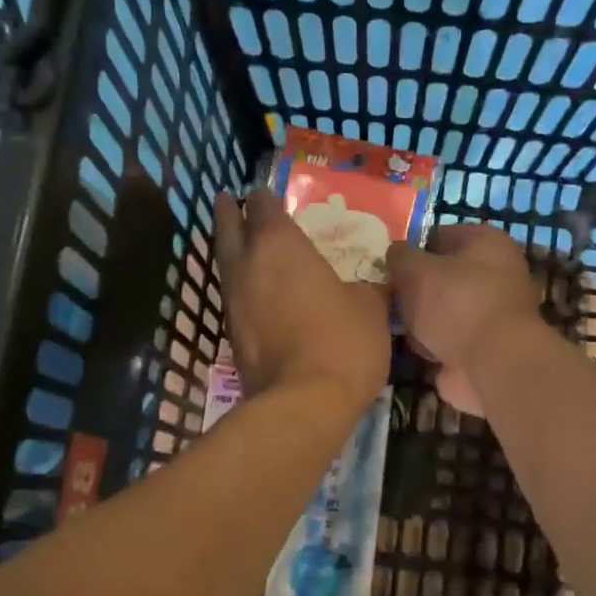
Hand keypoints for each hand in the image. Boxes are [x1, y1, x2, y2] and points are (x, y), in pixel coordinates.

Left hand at [214, 189, 390, 410]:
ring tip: (240, 242)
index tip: (266, 193)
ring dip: (231, 250)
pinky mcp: (232, 335)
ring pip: (226, 263)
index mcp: (280, 245)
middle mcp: (248, 265)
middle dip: (229, 213)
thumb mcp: (369, 307)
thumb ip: (363, 287)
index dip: (265, 197)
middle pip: (228, 228)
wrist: (304, 402)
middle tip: (228, 200)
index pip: (263, 206)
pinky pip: (235, 297)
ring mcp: (234, 302)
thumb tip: (365, 286)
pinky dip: (242, 286)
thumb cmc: (342, 341)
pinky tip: (255, 291)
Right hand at [387, 223, 543, 417]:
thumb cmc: (456, 304)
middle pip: (440, 276)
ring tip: (399, 325)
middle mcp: (494, 274)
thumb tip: (393, 255)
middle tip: (389, 296)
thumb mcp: (415, 270)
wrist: (491, 364)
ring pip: (441, 309)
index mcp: (486, 243)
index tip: (388, 265)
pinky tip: (415, 348)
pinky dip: (430, 344)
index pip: (439, 235)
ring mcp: (490, 313)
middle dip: (413, 288)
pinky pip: (446, 338)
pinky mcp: (483, 346)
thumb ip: (398, 257)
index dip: (411, 248)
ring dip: (420, 319)